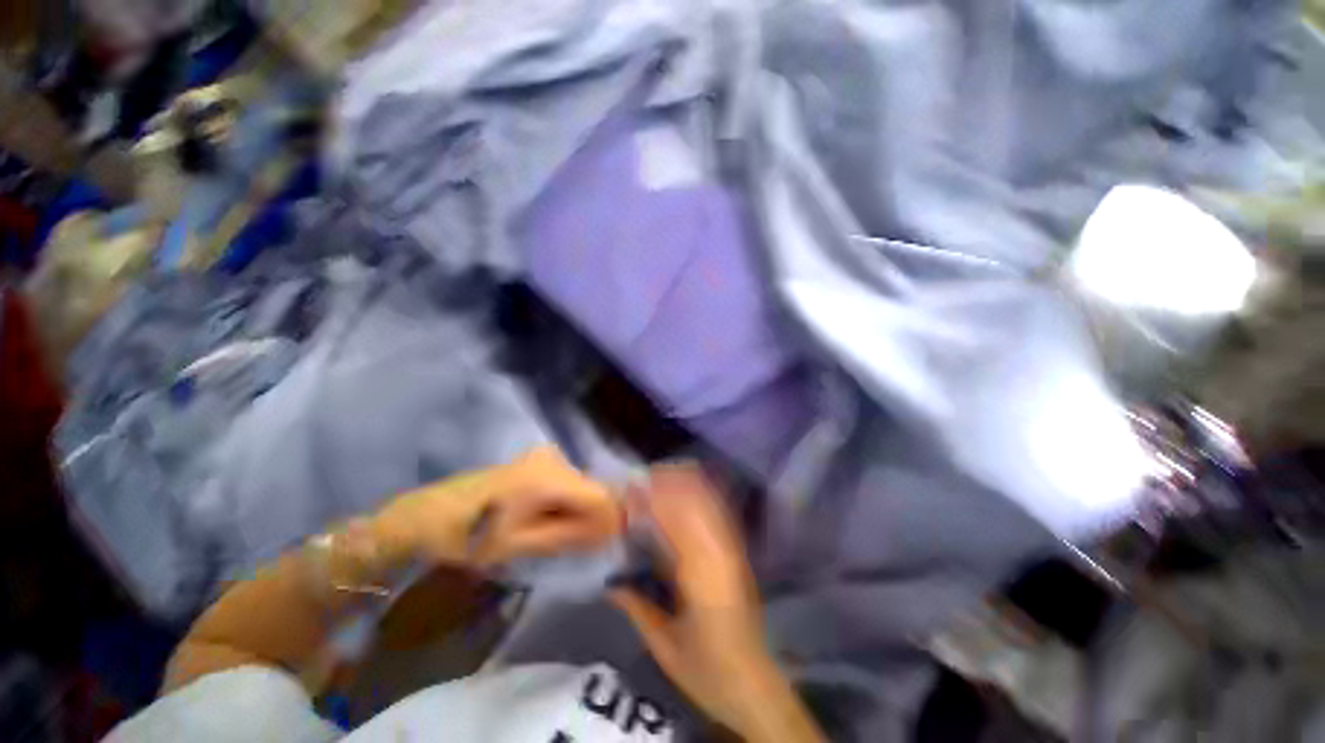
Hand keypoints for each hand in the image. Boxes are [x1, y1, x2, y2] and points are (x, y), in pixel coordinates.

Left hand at [373, 446, 621, 568]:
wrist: (430, 513)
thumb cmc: (470, 535)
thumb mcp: (521, 545)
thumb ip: (570, 536)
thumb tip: (608, 533)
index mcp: (548, 478)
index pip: (601, 496)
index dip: (609, 522)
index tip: (604, 546)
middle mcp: (554, 459)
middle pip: (593, 490)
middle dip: (593, 519)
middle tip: (578, 547)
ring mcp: (547, 456)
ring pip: (582, 486)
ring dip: (579, 512)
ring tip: (557, 535)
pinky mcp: (539, 460)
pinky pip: (568, 482)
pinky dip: (567, 503)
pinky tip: (548, 519)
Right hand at [610, 465, 822, 741]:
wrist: (753, 685)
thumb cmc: (707, 671)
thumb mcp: (664, 646)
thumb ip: (637, 607)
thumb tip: (610, 582)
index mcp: (701, 577)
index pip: (674, 523)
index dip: (652, 501)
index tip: (630, 490)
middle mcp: (720, 555)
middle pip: (695, 503)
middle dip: (669, 484)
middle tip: (641, 479)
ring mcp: (733, 551)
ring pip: (710, 503)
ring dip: (686, 485)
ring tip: (661, 475)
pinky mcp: (738, 554)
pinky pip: (719, 515)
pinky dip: (702, 497)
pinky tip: (688, 490)